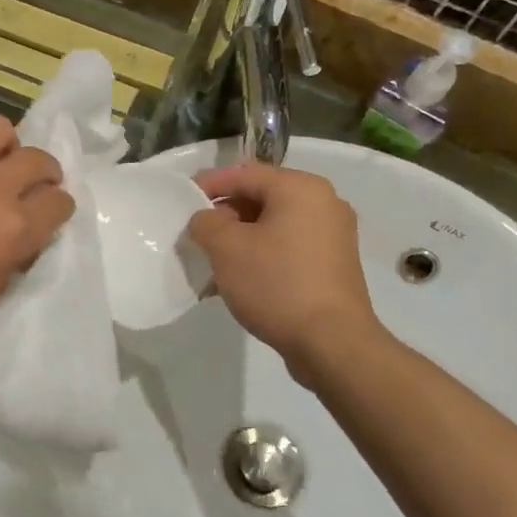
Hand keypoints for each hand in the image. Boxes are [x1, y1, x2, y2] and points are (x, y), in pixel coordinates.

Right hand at [186, 164, 386, 387]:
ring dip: (241, 239)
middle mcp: (324, 203)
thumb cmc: (276, 283)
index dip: (209, 184)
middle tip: (196, 234)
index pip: (245, 174)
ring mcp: (333, 236)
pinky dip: (261, 255)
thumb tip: (207, 219)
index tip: (182, 198)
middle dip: (225, 214)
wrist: (331, 342)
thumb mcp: (226, 248)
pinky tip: (238, 280)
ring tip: (212, 261)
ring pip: (274, 226)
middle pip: (262, 198)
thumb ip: (206, 222)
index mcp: (301, 188)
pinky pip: (288, 248)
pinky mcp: (333, 266)